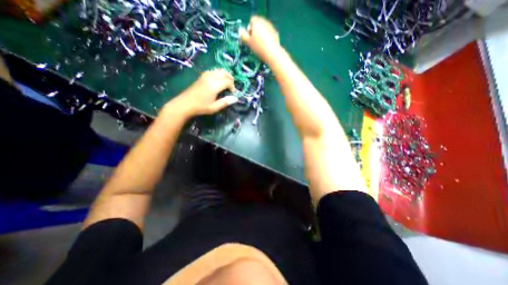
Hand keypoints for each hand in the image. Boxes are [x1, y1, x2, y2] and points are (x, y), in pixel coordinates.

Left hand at [168, 68, 237, 116]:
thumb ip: (225, 102)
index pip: (228, 81)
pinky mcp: (201, 76)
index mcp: (214, 86)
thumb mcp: (214, 107)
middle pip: (224, 72)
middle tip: (231, 86)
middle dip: (230, 78)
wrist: (185, 104)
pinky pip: (212, 71)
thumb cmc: (200, 107)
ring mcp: (205, 76)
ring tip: (226, 82)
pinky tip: (217, 80)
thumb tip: (235, 99)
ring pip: (218, 70)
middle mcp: (210, 78)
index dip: (232, 86)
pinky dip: (218, 73)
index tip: (232, 93)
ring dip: (224, 74)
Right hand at [241, 16, 280, 62]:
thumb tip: (241, 31)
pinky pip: (269, 34)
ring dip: (261, 35)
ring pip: (264, 29)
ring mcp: (271, 27)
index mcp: (256, 22)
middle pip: (258, 24)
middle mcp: (264, 21)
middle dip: (255, 31)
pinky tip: (266, 46)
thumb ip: (243, 35)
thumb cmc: (259, 47)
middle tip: (254, 42)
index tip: (249, 37)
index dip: (249, 29)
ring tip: (260, 45)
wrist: (272, 53)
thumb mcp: (249, 42)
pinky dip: (267, 38)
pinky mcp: (276, 33)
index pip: (251, 21)